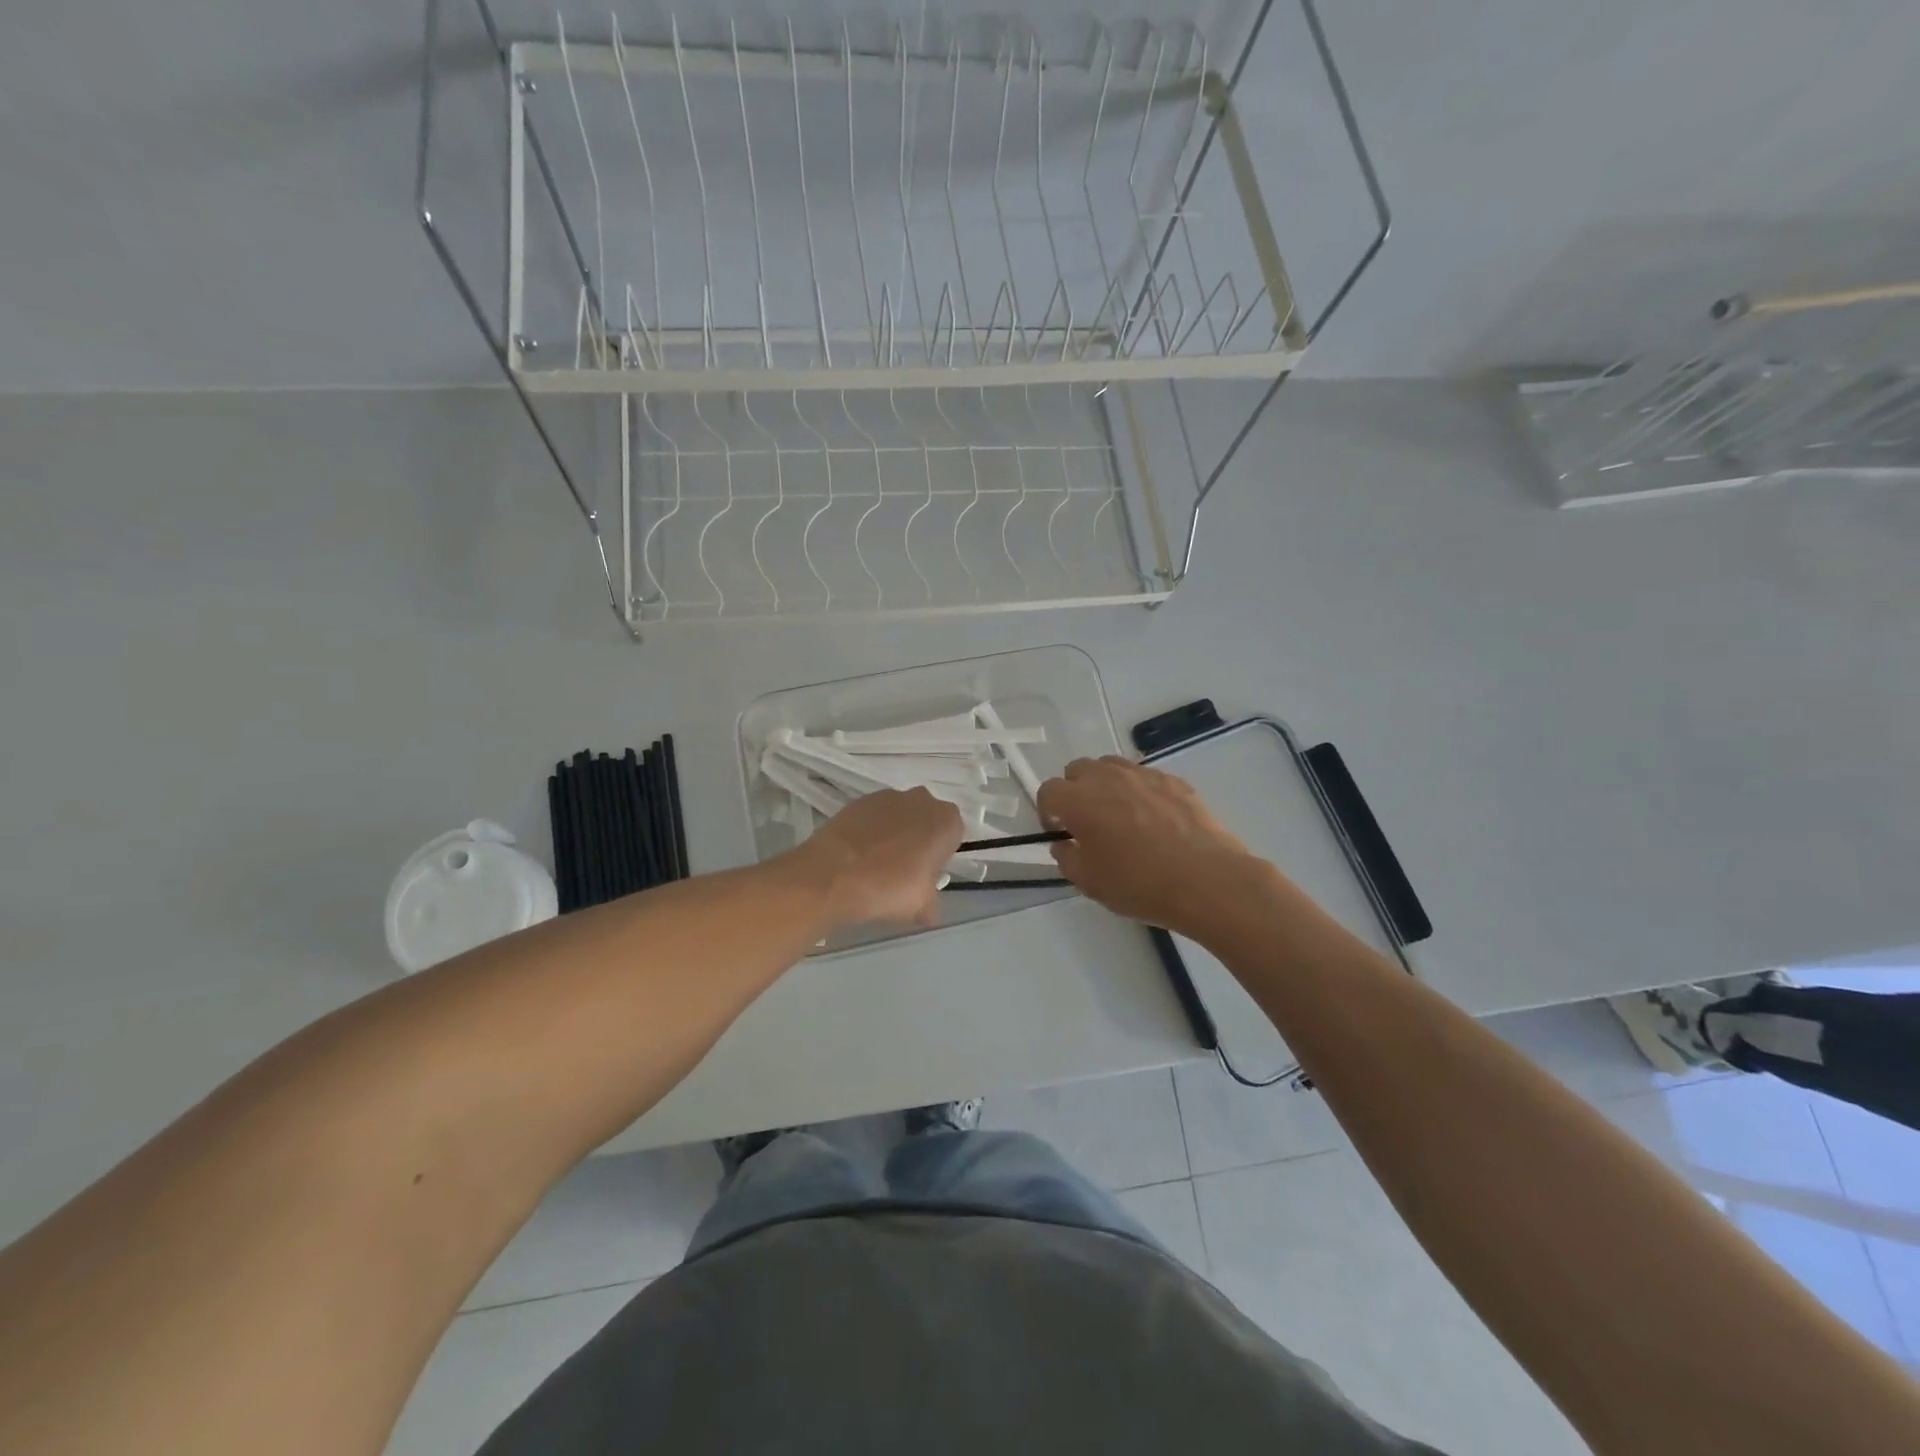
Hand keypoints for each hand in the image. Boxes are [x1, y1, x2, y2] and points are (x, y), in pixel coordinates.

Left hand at [792, 788, 964, 928]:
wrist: (833, 874)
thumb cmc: (889, 888)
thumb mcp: (921, 906)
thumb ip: (931, 904)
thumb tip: (928, 912)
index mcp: (946, 821)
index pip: (953, 835)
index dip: (940, 855)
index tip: (927, 874)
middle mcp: (922, 800)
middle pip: (927, 820)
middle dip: (919, 839)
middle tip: (903, 870)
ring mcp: (888, 796)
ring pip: (900, 816)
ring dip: (894, 834)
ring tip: (876, 864)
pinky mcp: (859, 800)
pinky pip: (873, 817)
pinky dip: (870, 831)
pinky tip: (857, 855)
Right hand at [1038, 756, 1262, 936]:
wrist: (1206, 880)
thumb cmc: (1140, 884)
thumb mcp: (1089, 882)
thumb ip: (1067, 858)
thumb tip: (1065, 843)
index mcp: (1079, 800)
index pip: (1048, 791)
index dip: (1048, 811)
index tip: (1060, 832)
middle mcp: (1107, 777)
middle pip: (1078, 770)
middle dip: (1075, 791)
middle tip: (1087, 822)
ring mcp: (1143, 775)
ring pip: (1111, 767)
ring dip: (1105, 785)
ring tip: (1119, 815)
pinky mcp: (1173, 780)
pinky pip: (1144, 777)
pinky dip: (1138, 791)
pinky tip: (1153, 820)